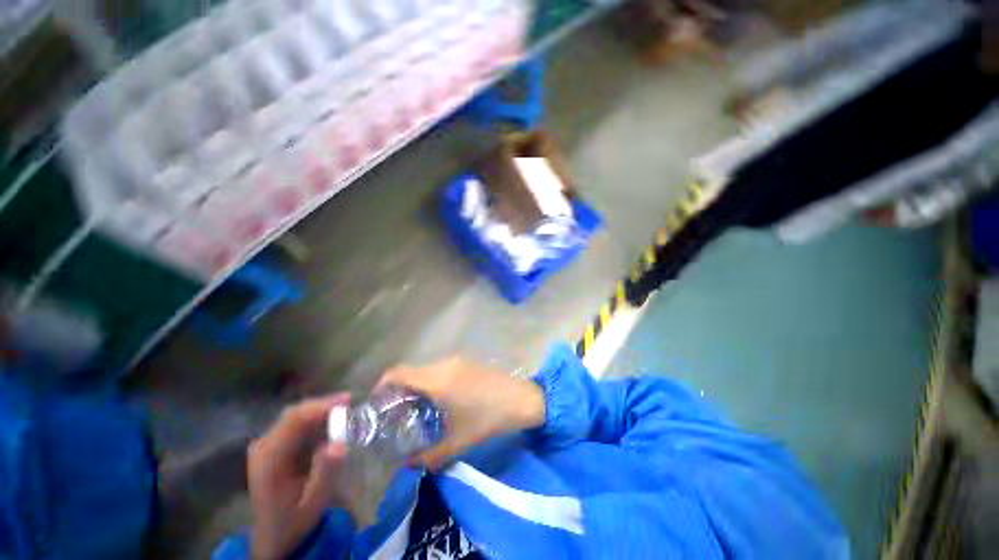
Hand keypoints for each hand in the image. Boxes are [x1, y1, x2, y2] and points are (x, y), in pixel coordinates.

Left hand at [248, 394, 353, 559]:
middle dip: (325, 406)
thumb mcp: (314, 502)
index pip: (295, 420)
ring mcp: (268, 445)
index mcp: (270, 458)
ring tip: (346, 414)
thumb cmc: (295, 519)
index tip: (348, 401)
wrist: (274, 534)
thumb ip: (325, 473)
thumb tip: (340, 444)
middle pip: (295, 414)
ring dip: (322, 412)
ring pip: (297, 416)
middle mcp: (265, 446)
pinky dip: (317, 420)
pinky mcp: (275, 445)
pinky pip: (297, 424)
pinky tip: (332, 425)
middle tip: (351, 405)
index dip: (322, 406)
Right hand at [379, 358, 545, 469]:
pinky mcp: (467, 363)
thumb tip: (407, 466)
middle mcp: (445, 364)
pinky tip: (438, 402)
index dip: (382, 384)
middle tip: (394, 415)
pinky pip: (440, 369)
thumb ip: (429, 457)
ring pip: (426, 370)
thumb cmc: (489, 419)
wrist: (522, 399)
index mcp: (438, 380)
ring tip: (415, 411)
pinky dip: (431, 382)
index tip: (375, 404)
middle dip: (398, 390)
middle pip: (411, 371)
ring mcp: (458, 361)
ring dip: (416, 386)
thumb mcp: (459, 442)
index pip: (399, 372)